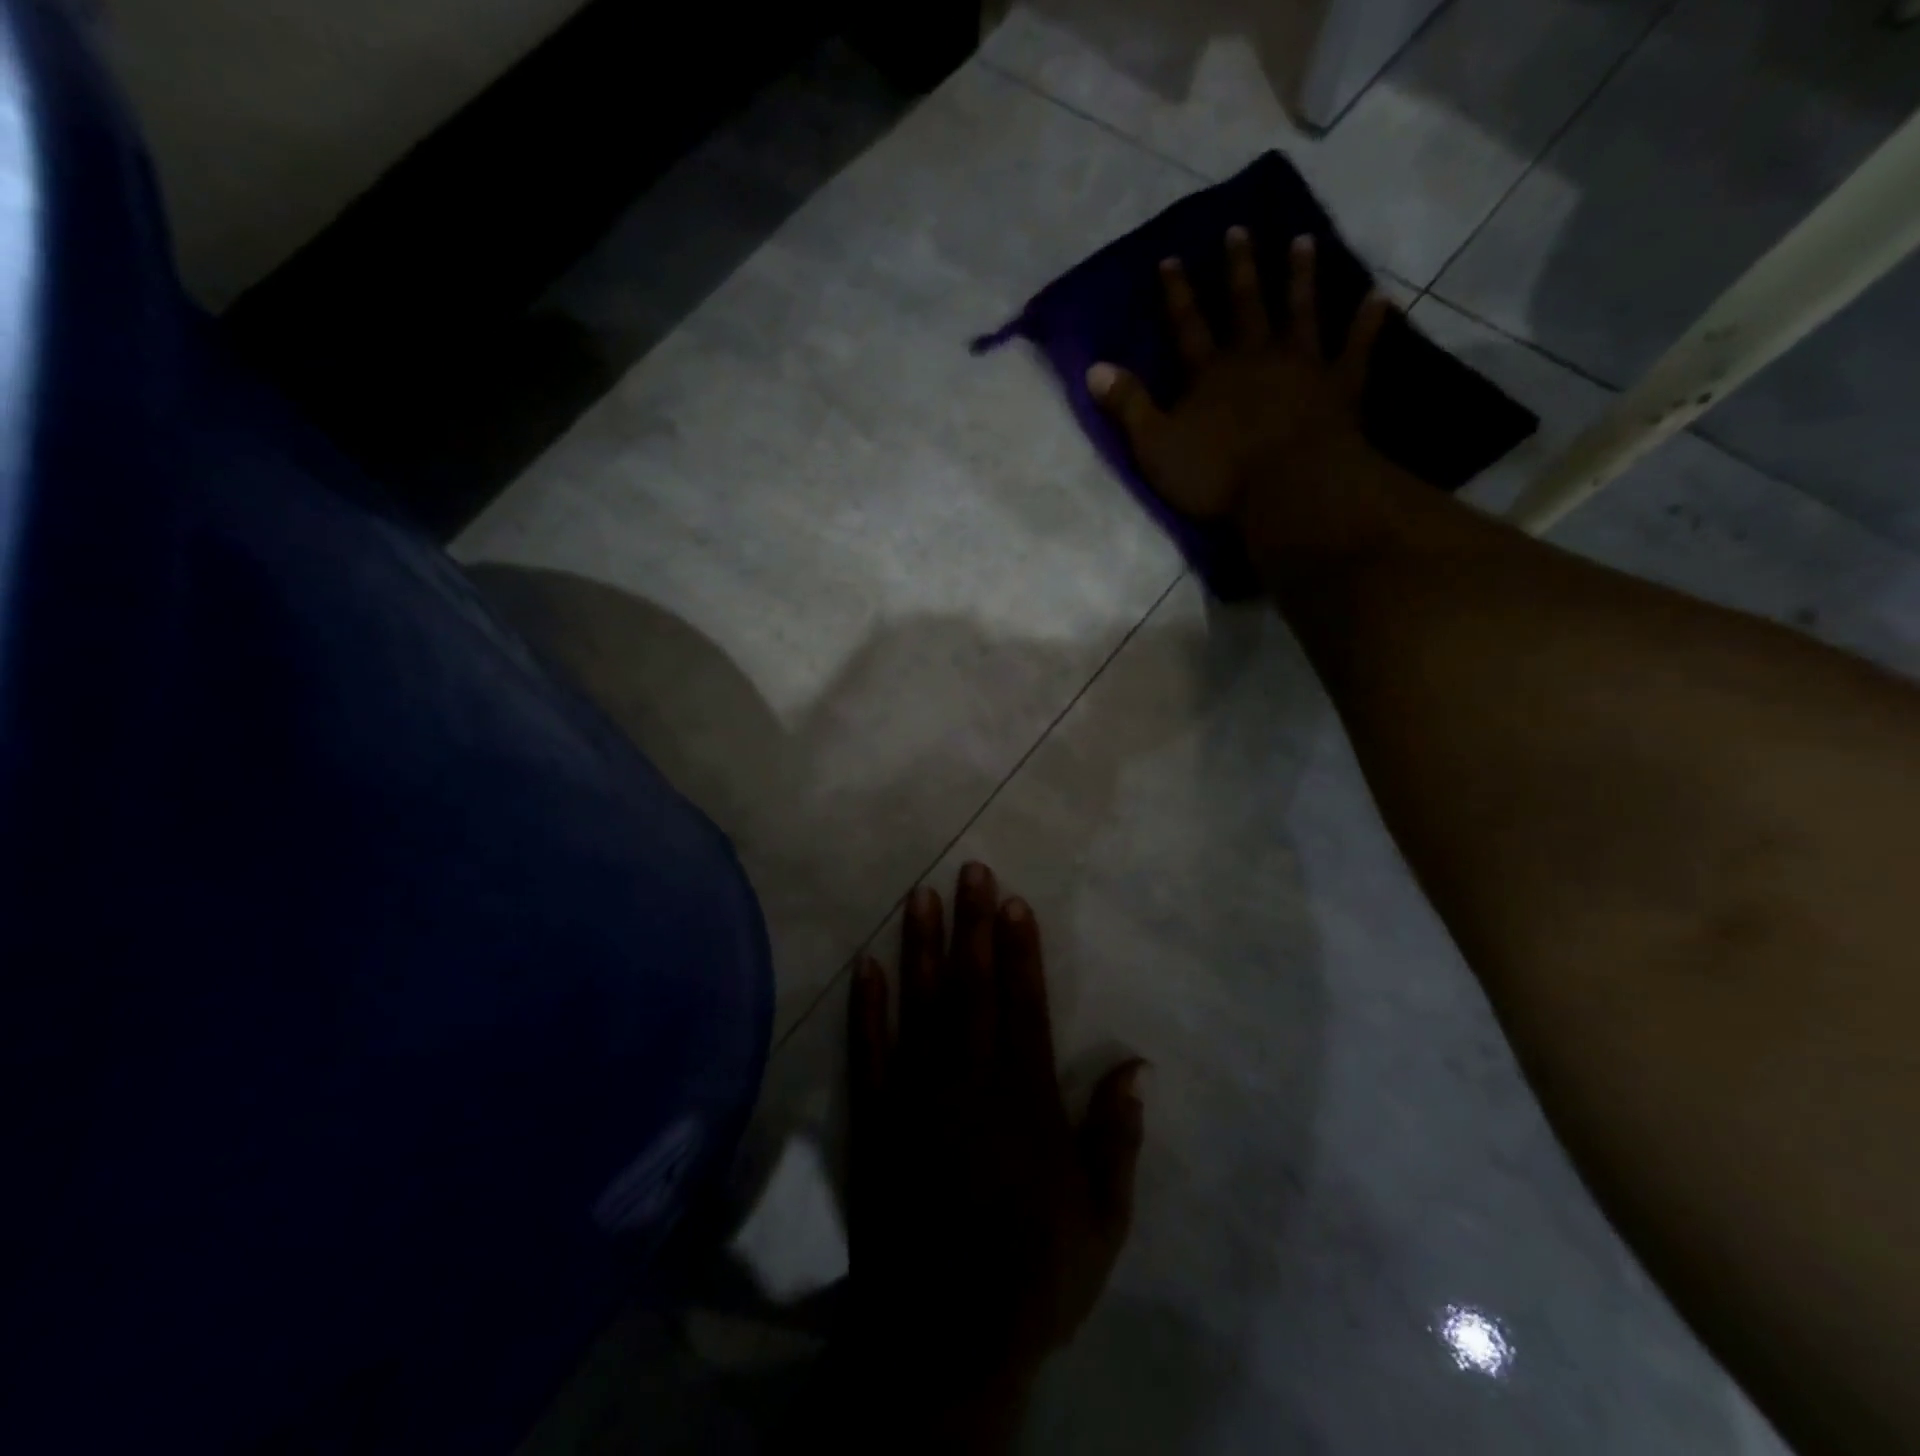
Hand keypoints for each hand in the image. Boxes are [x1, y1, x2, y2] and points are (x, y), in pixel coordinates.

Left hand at [843, 863, 1144, 1450]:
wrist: (944, 1339)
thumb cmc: (1033, 1277)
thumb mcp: (1102, 1220)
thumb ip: (1117, 1138)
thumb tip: (1139, 1065)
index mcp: (1025, 1101)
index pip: (1025, 1005)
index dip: (1019, 949)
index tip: (1012, 902)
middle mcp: (970, 1083)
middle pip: (973, 988)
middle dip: (973, 926)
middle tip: (970, 871)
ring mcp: (919, 1098)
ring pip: (922, 1007)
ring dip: (922, 948)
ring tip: (921, 896)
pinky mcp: (879, 1120)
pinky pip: (871, 1053)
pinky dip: (868, 1008)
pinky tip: (866, 967)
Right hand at [1087, 229, 1392, 526]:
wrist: (1289, 490)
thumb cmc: (1216, 475)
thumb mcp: (1155, 447)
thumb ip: (1129, 406)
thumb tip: (1093, 368)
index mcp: (1209, 373)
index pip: (1187, 325)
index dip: (1177, 293)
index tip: (1171, 258)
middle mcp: (1256, 357)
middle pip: (1246, 305)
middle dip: (1239, 269)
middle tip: (1239, 229)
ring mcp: (1303, 367)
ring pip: (1301, 312)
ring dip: (1301, 278)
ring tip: (1304, 242)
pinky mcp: (1341, 387)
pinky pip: (1356, 348)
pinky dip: (1366, 323)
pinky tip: (1378, 297)